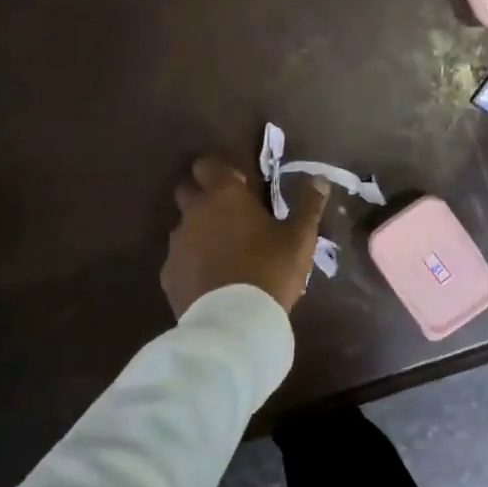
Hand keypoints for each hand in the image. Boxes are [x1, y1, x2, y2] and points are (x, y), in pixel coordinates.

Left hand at [161, 157, 330, 318]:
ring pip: (182, 226)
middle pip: (187, 190)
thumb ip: (309, 204)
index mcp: (224, 195)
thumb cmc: (271, 269)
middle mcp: (194, 212)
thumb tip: (319, 179)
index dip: (220, 171)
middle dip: (203, 196)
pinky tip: (210, 279)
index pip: (207, 165)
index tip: (239, 185)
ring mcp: (176, 244)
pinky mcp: (168, 274)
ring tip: (222, 252)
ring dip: (198, 231)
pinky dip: (191, 263)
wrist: (234, 322)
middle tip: (230, 214)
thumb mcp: (300, 237)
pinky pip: (178, 259)